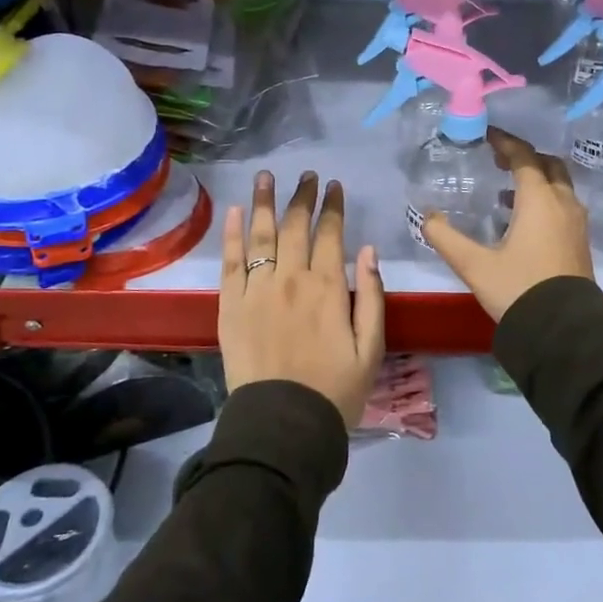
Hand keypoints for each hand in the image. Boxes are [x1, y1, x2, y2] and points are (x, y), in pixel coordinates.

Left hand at [219, 170, 385, 426]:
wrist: (283, 425)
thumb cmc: (335, 391)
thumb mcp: (371, 349)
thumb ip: (372, 297)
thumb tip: (369, 251)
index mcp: (328, 288)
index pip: (330, 234)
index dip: (333, 207)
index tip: (334, 186)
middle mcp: (291, 280)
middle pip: (295, 227)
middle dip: (302, 197)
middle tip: (306, 175)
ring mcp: (257, 290)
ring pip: (262, 235)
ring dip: (265, 202)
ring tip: (266, 176)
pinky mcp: (230, 306)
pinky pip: (230, 262)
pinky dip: (233, 234)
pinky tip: (237, 212)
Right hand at [421, 129, 593, 322]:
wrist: (563, 332)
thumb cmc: (518, 290)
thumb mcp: (474, 265)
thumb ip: (447, 238)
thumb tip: (428, 217)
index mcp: (540, 200)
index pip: (524, 157)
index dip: (505, 143)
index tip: (487, 136)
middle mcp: (563, 204)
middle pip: (549, 165)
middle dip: (525, 157)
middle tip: (499, 160)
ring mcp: (576, 223)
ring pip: (560, 186)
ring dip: (537, 179)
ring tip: (507, 190)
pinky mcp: (580, 242)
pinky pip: (564, 205)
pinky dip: (545, 199)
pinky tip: (523, 220)